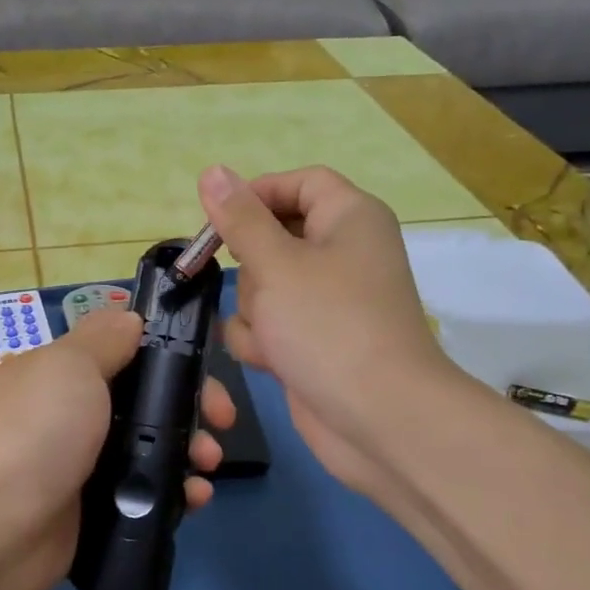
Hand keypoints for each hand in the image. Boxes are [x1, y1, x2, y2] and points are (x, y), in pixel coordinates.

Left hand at [0, 310, 234, 589]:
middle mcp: (75, 415)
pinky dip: (176, 492)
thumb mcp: (70, 366)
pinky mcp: (96, 510)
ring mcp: (85, 465)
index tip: (205, 370)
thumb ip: (104, 339)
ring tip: (208, 467)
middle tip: (223, 423)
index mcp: (63, 373)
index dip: (171, 356)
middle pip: (148, 402)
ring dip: (191, 451)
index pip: (128, 353)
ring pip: (153, 448)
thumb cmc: (38, 434)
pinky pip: (146, 493)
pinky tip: (195, 499)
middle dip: (192, 406)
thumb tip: (130, 319)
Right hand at [200, 164, 459, 501]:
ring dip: (254, 312)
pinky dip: (262, 341)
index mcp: (349, 218)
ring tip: (272, 336)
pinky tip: (272, 361)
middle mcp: (341, 253)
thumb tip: (212, 171)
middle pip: (273, 237)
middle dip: (251, 268)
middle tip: (254, 288)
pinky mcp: (312, 340)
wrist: (377, 418)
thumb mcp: (276, 264)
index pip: (298, 183)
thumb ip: (240, 219)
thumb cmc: (328, 326)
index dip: (257, 194)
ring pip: (262, 286)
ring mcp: (326, 301)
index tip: (217, 219)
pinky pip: (269, 324)